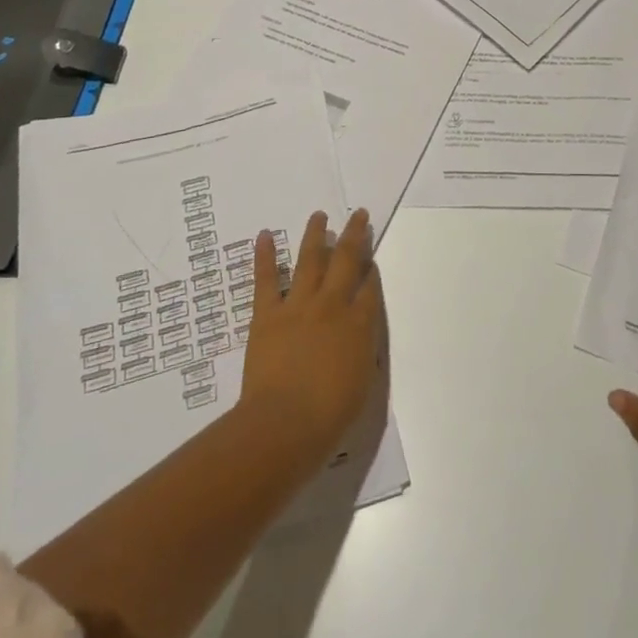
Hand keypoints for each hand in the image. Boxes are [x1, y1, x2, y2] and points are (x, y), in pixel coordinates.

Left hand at [239, 209, 384, 474]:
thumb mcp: (363, 382)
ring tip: (319, 215)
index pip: (370, 287)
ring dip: (315, 235)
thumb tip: (362, 330)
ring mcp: (299, 305)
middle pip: (347, 260)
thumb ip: (364, 349)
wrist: (285, 423)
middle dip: (354, 235)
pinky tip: (264, 235)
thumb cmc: (330, 415)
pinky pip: (266, 279)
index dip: (372, 269)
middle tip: (358, 214)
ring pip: (310, 260)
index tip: (371, 257)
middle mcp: (333, 304)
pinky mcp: (268, 313)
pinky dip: (265, 256)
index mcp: (360, 324)